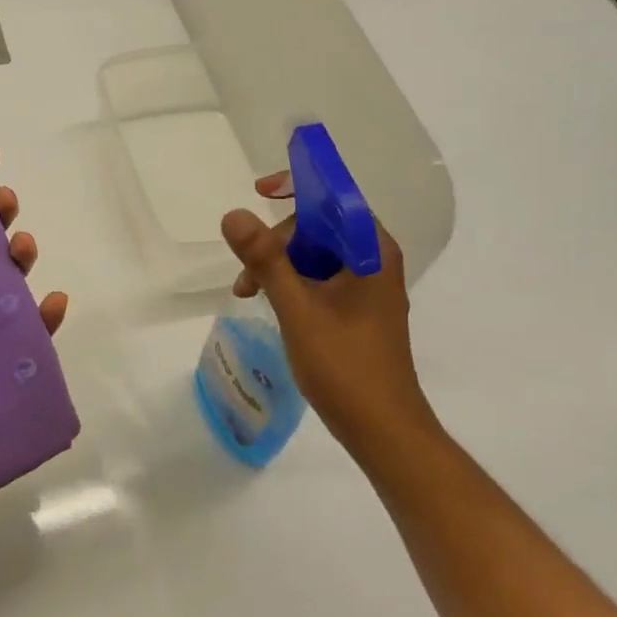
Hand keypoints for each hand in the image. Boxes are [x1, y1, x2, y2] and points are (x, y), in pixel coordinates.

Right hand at [220, 172, 430, 447]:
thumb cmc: (345, 366)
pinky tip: (269, 302)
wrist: (384, 430)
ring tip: (248, 293)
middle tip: (247, 274)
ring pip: (317, 252)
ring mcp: (369, 284)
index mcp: (371, 249)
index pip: (334, 195)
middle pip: (320, 224)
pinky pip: (322, 276)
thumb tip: (232, 214)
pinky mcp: (360, 307)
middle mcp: (375, 258)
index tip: (258, 191)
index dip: (296, 186)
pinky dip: (293, 283)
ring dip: (280, 264)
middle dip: (278, 240)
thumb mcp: (297, 309)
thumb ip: (265, 260)